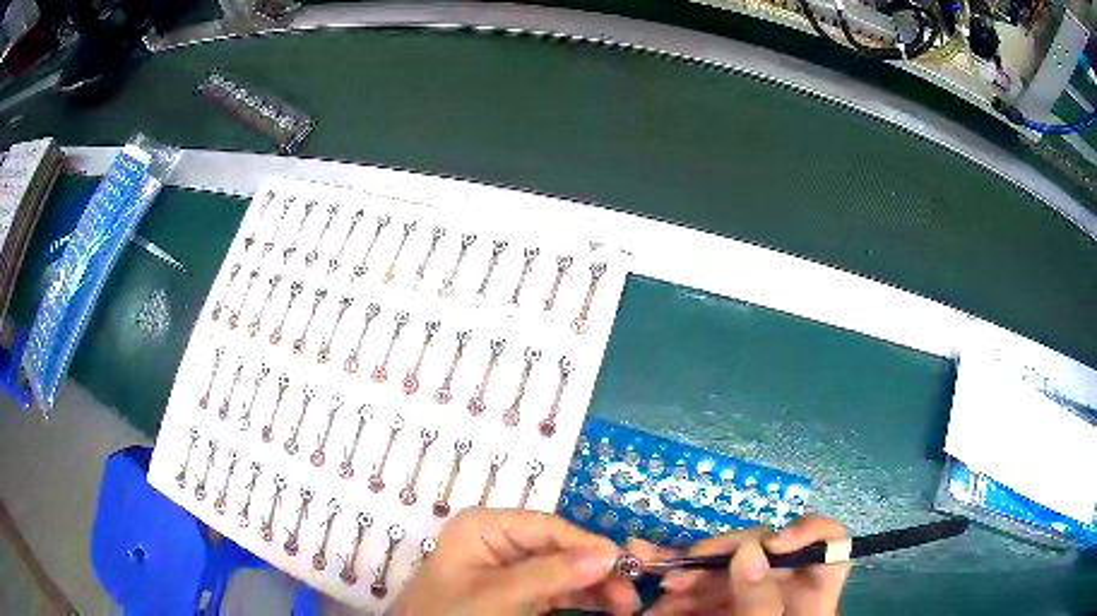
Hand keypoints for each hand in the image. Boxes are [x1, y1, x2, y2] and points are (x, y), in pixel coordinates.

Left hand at [391, 508, 640, 615]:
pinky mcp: (517, 591)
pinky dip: (582, 597)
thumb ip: (552, 574)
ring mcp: (510, 567)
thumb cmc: (452, 615)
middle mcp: (500, 540)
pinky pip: (557, 588)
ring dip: (596, 586)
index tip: (627, 565)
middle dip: (598, 570)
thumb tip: (609, 555)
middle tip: (631, 596)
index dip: (590, 545)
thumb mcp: (498, 596)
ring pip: (565, 569)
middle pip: (562, 549)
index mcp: (486, 527)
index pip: (549, 528)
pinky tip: (606, 606)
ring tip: (627, 606)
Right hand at [644, 515, 850, 614]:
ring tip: (661, 595)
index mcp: (813, 595)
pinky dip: (682, 597)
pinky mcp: (728, 608)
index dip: (809, 532)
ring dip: (690, 578)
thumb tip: (749, 549)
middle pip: (766, 553)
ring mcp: (756, 598)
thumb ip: (759, 602)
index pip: (829, 545)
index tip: (773, 544)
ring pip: (729, 572)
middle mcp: (787, 589)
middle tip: (680, 571)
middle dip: (719, 557)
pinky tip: (658, 607)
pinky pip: (707, 593)